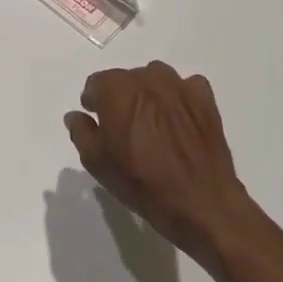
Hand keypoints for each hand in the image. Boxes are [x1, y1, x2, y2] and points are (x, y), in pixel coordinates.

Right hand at [63, 61, 256, 254]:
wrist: (201, 203)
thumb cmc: (142, 182)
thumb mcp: (97, 162)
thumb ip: (81, 132)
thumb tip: (77, 116)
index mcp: (117, 89)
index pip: (96, 83)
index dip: (94, 102)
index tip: (97, 120)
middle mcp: (147, 78)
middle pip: (126, 79)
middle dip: (121, 97)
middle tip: (124, 126)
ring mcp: (180, 86)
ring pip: (155, 78)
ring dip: (149, 94)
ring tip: (152, 122)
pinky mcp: (205, 100)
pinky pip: (186, 87)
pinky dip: (180, 98)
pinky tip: (179, 120)